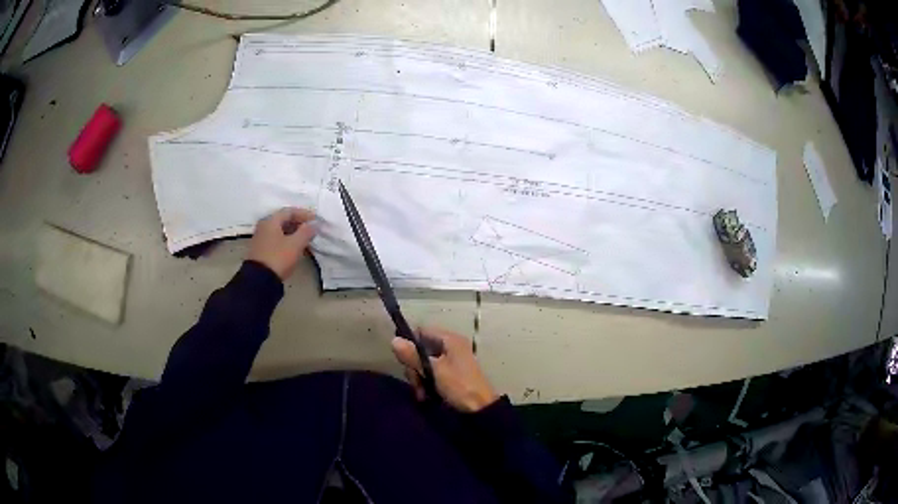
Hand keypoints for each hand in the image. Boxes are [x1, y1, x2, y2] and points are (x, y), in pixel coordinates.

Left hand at [248, 207, 317, 279]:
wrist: (259, 280)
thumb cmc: (278, 257)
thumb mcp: (295, 244)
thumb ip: (306, 232)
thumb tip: (314, 224)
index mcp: (271, 221)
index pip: (289, 211)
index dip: (304, 214)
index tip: (316, 220)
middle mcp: (263, 226)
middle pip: (283, 220)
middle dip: (299, 224)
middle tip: (311, 230)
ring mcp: (260, 238)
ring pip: (280, 231)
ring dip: (293, 233)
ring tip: (305, 240)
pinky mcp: (260, 250)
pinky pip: (276, 240)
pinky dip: (286, 240)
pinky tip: (294, 248)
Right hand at [392, 327, 498, 412]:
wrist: (479, 409)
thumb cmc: (459, 385)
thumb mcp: (434, 370)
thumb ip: (413, 356)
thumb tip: (394, 340)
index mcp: (450, 340)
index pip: (423, 331)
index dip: (409, 341)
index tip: (402, 357)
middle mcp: (450, 347)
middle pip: (421, 350)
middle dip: (414, 367)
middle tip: (415, 382)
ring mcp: (451, 362)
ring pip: (424, 364)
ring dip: (419, 379)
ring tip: (421, 393)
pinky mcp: (450, 376)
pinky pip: (432, 375)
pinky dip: (426, 384)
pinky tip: (425, 396)